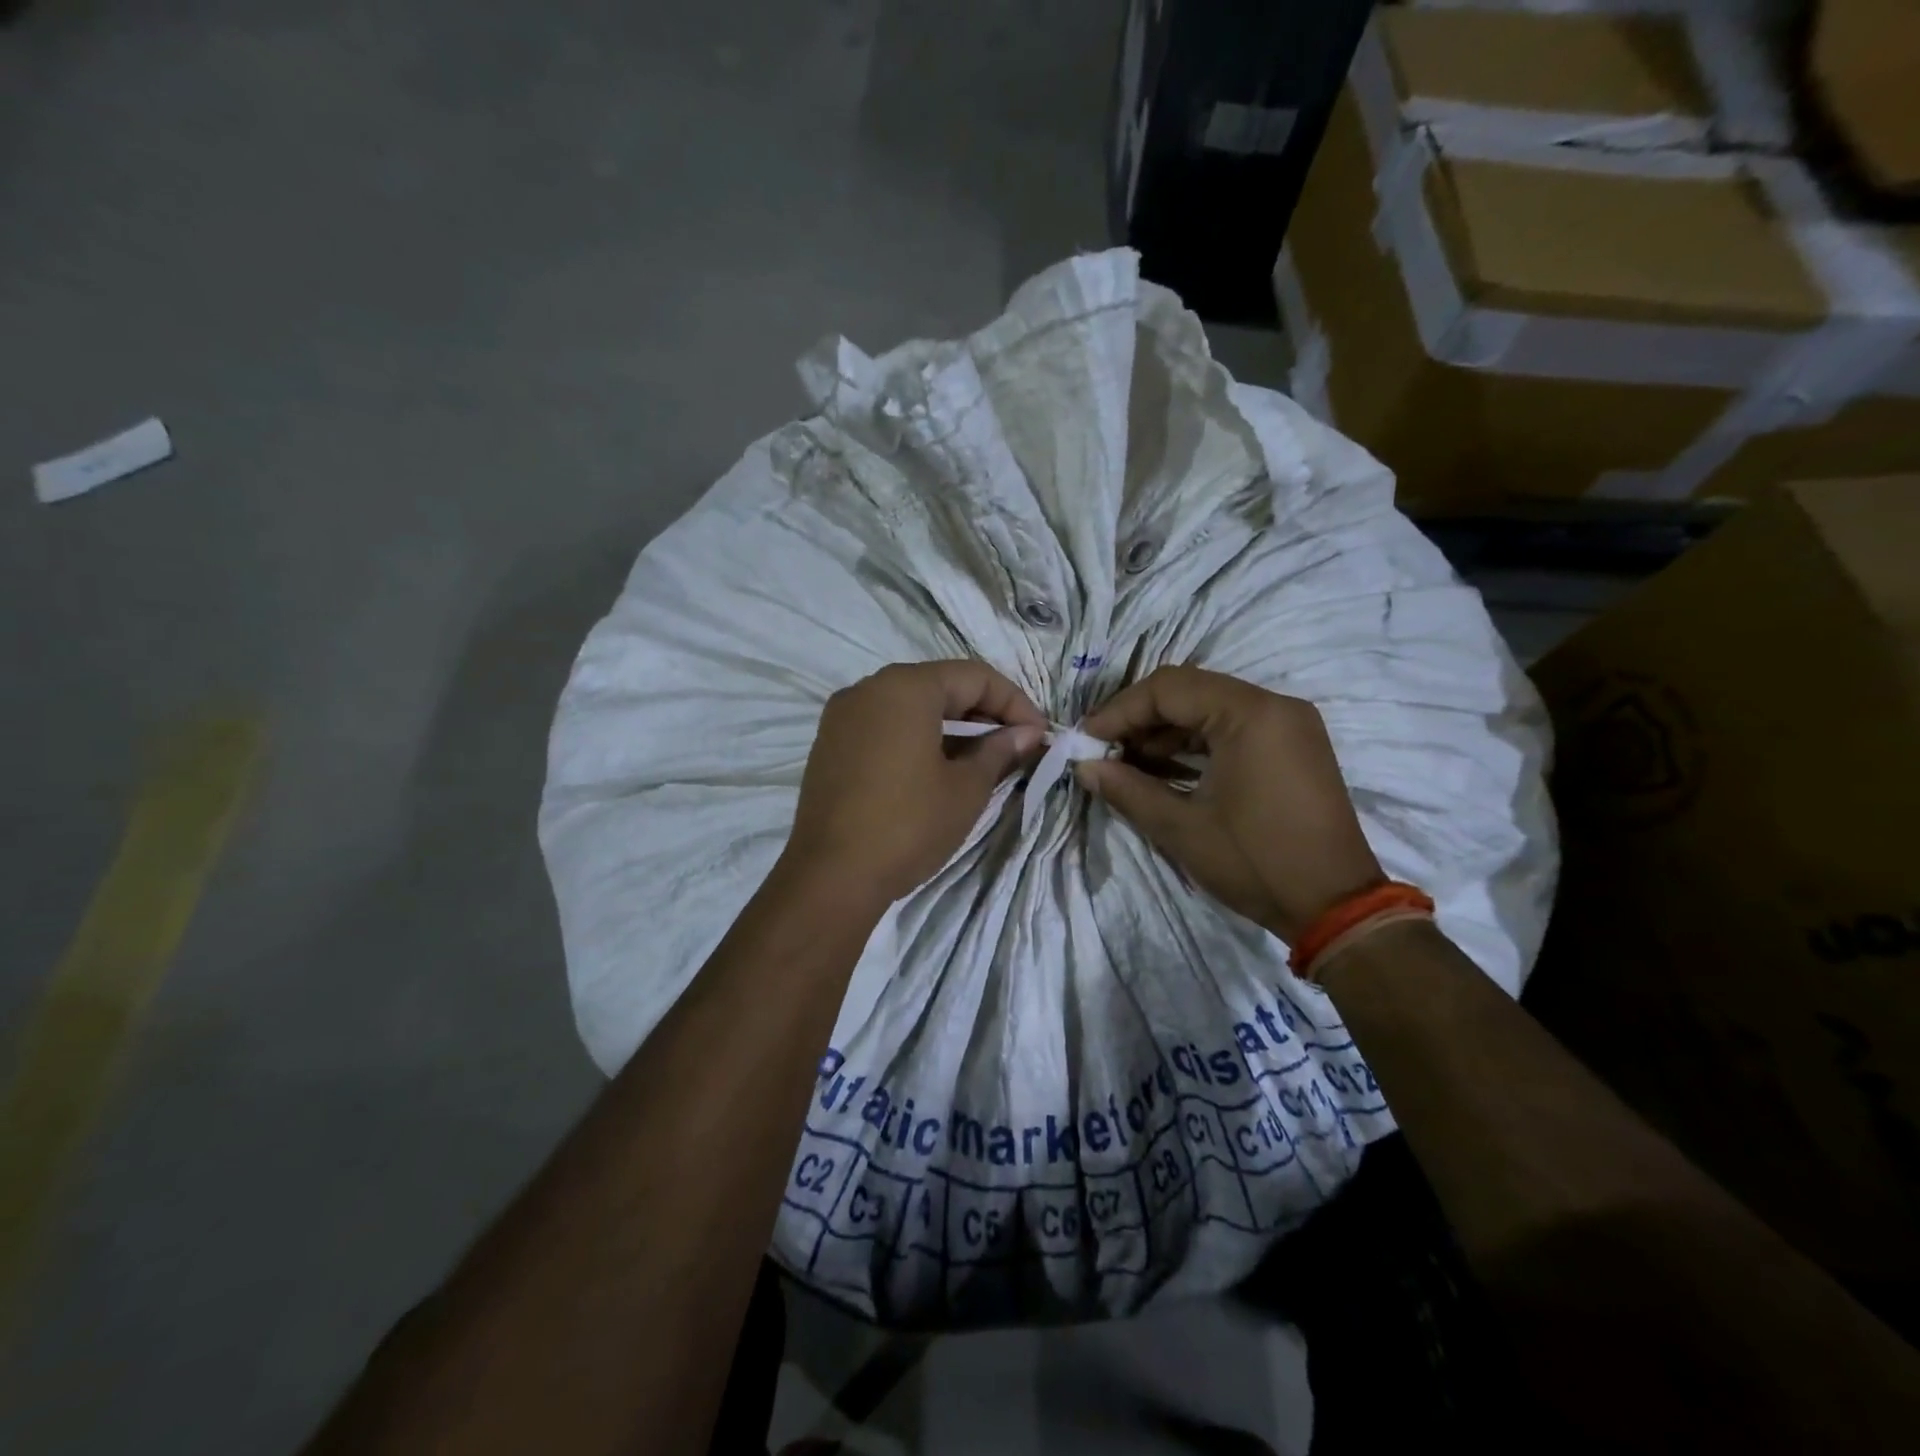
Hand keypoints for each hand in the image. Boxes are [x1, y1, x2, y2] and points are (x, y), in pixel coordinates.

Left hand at [783, 661, 1046, 904]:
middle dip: (983, 713)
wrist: (831, 877)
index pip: (974, 677)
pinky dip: (917, 737)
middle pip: (940, 686)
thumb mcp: (966, 788)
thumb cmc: (908, 825)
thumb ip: (999, 750)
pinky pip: (884, 726)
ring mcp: (843, 716)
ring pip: (911, 706)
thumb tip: (1026, 734)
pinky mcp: (830, 744)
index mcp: (905, 687)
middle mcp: (868, 688)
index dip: (1015, 703)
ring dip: (952, 727)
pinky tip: (937, 768)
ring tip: (982, 760)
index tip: (1040, 736)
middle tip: (1016, 747)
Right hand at [1076, 666, 1382, 941]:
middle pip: (1190, 690)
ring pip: (1211, 707)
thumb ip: (1126, 789)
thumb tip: (1083, 767)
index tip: (1086, 739)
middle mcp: (1275, 705)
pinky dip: (1196, 742)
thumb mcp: (1181, 828)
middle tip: (1104, 750)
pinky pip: (1234, 727)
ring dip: (1166, 730)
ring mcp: (1289, 724)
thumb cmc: (1255, 862)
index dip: (1120, 710)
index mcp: (1250, 714)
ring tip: (1128, 763)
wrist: (1337, 906)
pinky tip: (1166, 768)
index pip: (1169, 688)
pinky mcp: (1294, 746)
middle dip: (1140, 718)